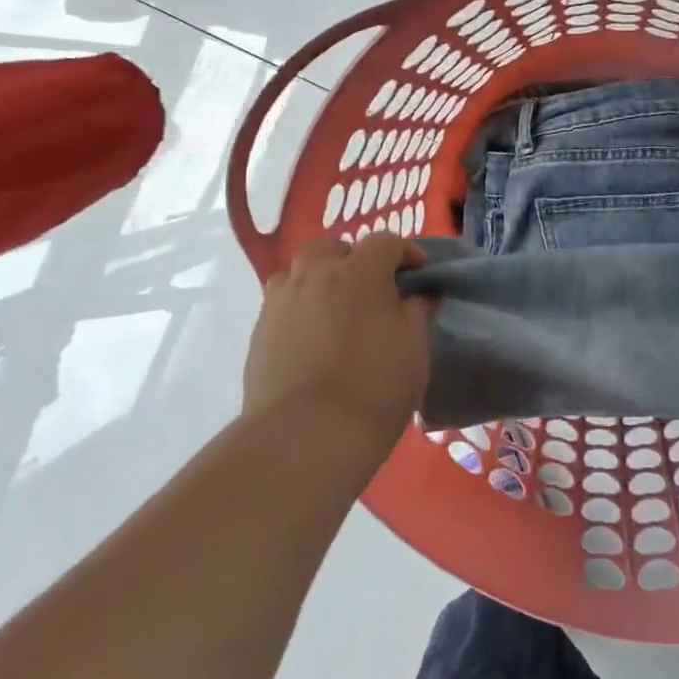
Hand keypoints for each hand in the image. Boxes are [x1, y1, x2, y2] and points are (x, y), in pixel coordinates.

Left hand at [242, 235, 434, 453]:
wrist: (305, 436)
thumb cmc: (374, 387)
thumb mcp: (415, 348)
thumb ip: (417, 312)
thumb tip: (418, 295)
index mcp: (358, 272)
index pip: (385, 242)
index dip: (406, 253)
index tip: (419, 275)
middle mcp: (314, 275)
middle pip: (333, 249)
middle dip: (354, 260)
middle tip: (372, 290)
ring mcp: (280, 302)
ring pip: (300, 274)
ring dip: (320, 281)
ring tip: (337, 312)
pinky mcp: (258, 333)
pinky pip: (283, 305)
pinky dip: (301, 310)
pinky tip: (314, 340)